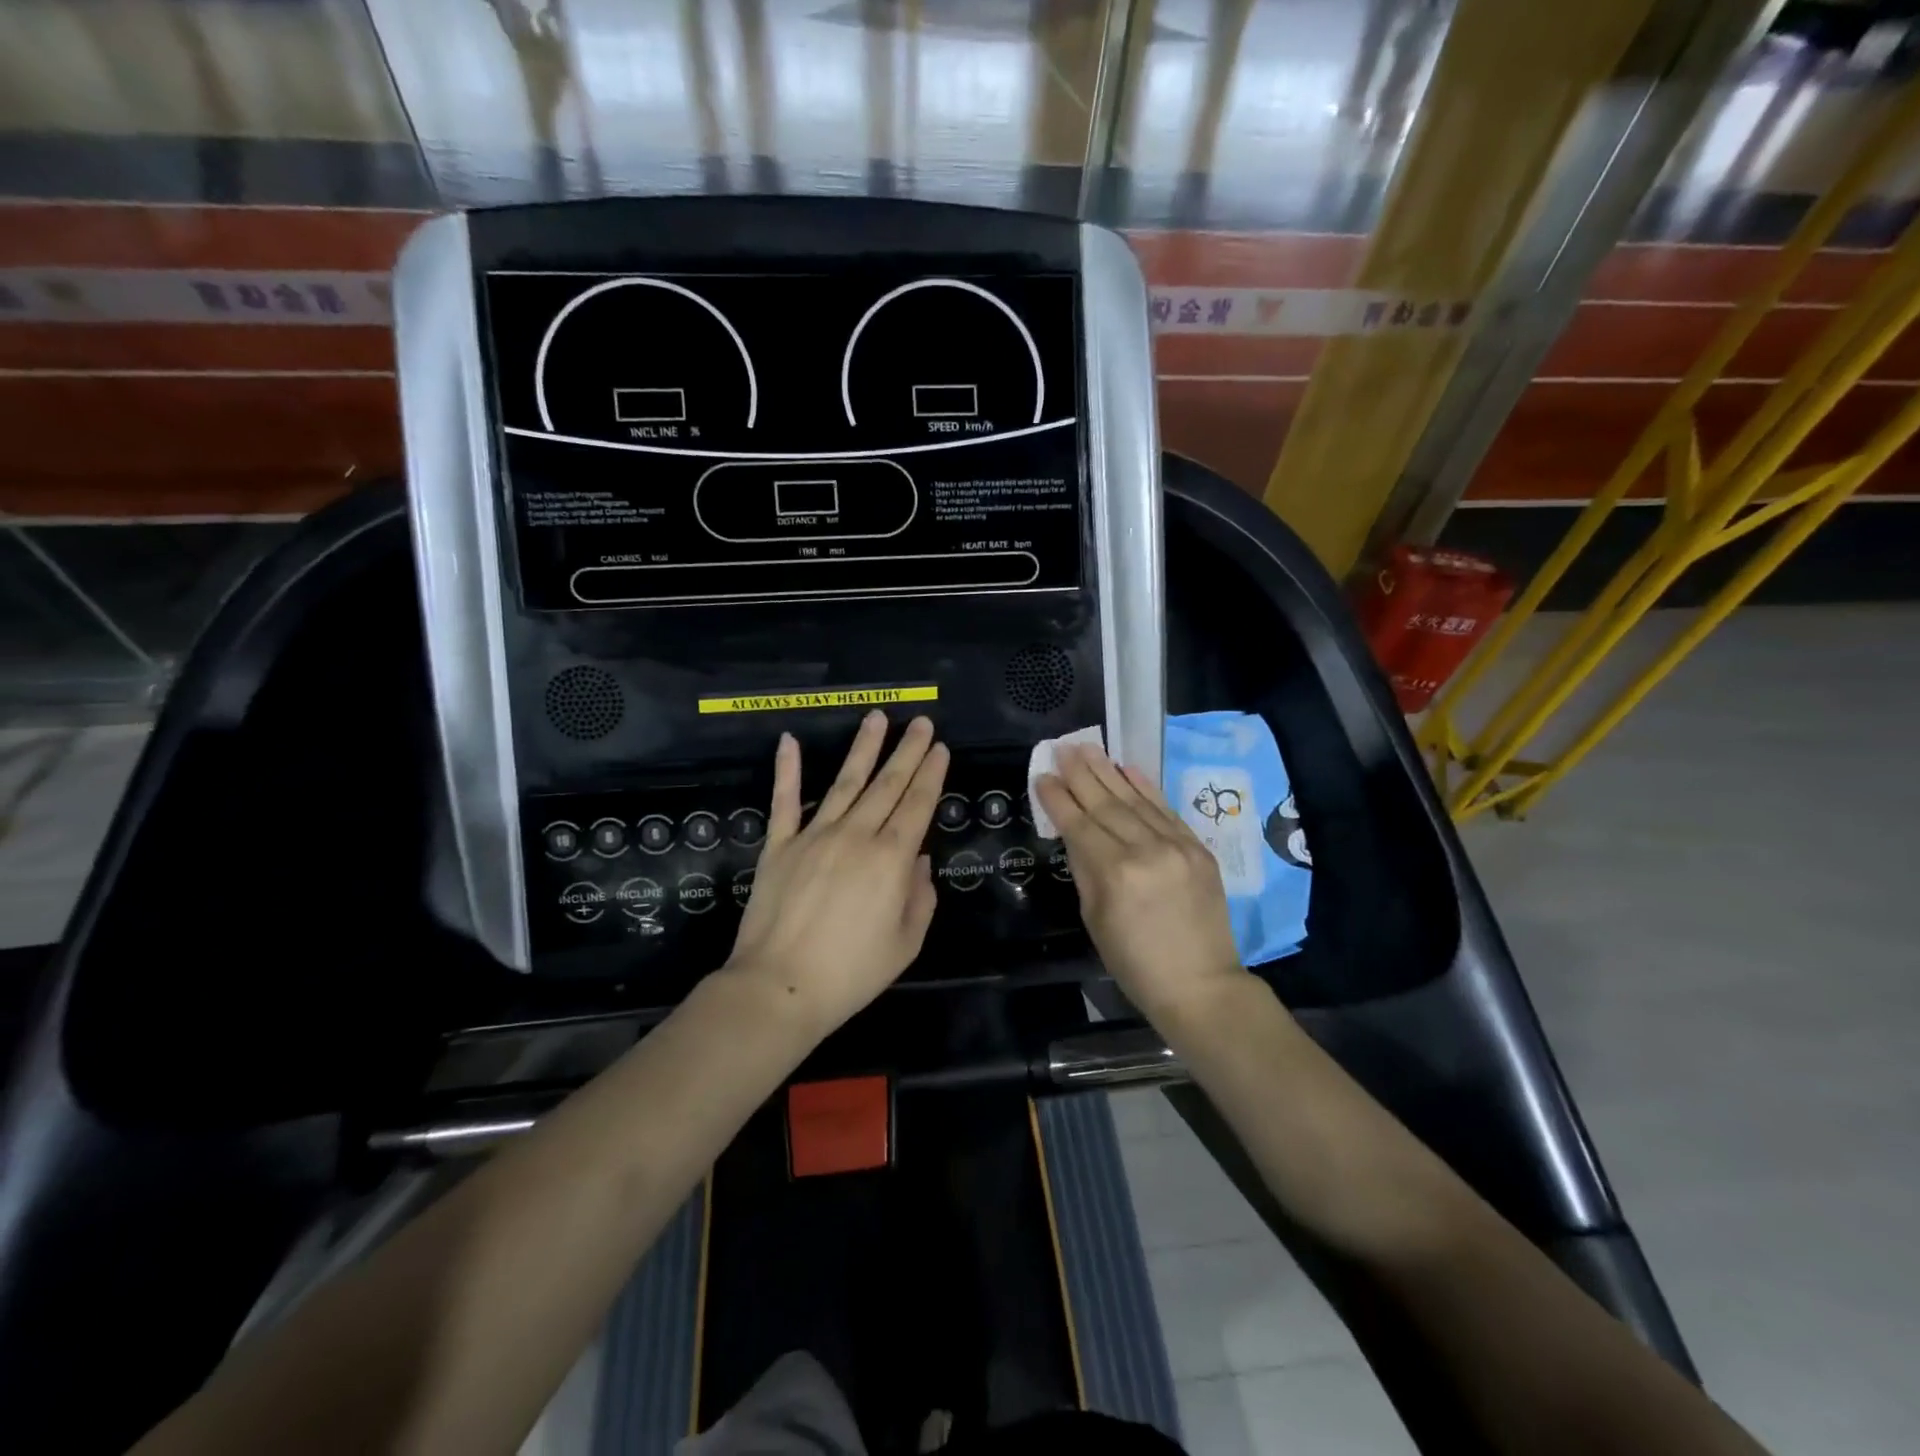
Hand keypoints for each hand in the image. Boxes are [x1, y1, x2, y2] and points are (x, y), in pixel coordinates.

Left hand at [725, 711, 949, 1033]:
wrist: (780, 987)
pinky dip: (787, 770)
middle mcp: (857, 835)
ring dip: (863, 748)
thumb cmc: (852, 972)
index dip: (932, 773)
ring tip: (877, 718)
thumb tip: (918, 860)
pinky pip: (784, 801)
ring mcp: (814, 836)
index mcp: (892, 858)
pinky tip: (790, 741)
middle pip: (888, 784)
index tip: (940, 747)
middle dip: (908, 751)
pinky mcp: (779, 845)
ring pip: (845, 782)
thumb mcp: (906, 942)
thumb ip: (920, 897)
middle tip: (920, 721)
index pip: (918, 804)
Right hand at [1034, 742, 1246, 1021]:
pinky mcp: (1198, 848)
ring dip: (1108, 771)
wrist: (1200, 984)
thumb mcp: (1095, 919)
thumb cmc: (1135, 963)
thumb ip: (1085, 869)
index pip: (1079, 824)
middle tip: (1063, 748)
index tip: (1042, 776)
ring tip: (1088, 747)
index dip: (1058, 798)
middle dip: (1080, 774)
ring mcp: (1177, 845)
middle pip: (1105, 803)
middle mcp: (1145, 850)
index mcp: (1114, 873)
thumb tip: (1074, 832)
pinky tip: (1127, 768)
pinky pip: (1166, 809)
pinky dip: (1145, 786)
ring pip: (1135, 799)